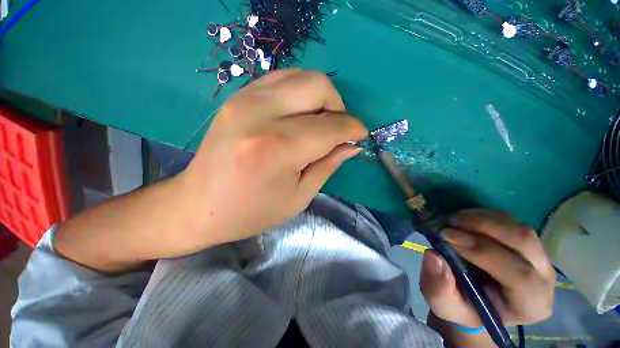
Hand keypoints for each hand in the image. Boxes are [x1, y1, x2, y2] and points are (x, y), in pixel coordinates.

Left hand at [177, 69, 366, 246]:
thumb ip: (328, 165)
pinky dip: (298, 93)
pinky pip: (280, 79)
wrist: (198, 205)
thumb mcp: (298, 197)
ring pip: (301, 76)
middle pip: (319, 85)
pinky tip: (297, 115)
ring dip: (320, 98)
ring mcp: (245, 99)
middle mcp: (261, 114)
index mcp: (279, 147)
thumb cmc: (251, 211)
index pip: (332, 126)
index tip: (359, 137)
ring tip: (317, 123)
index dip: (353, 129)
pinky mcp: (237, 97)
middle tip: (336, 130)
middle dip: (338, 106)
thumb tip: (352, 146)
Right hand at [420, 209, 554, 328]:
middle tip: (448, 222)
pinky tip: (463, 219)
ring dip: (481, 218)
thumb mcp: (444, 305)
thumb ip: (438, 287)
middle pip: (524, 242)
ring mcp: (539, 257)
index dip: (482, 252)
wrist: (475, 301)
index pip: (519, 275)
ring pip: (518, 227)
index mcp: (530, 304)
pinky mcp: (527, 242)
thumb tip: (433, 255)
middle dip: (483, 227)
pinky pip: (510, 221)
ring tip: (452, 219)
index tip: (446, 236)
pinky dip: (483, 215)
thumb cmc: (463, 307)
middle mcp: (543, 278)